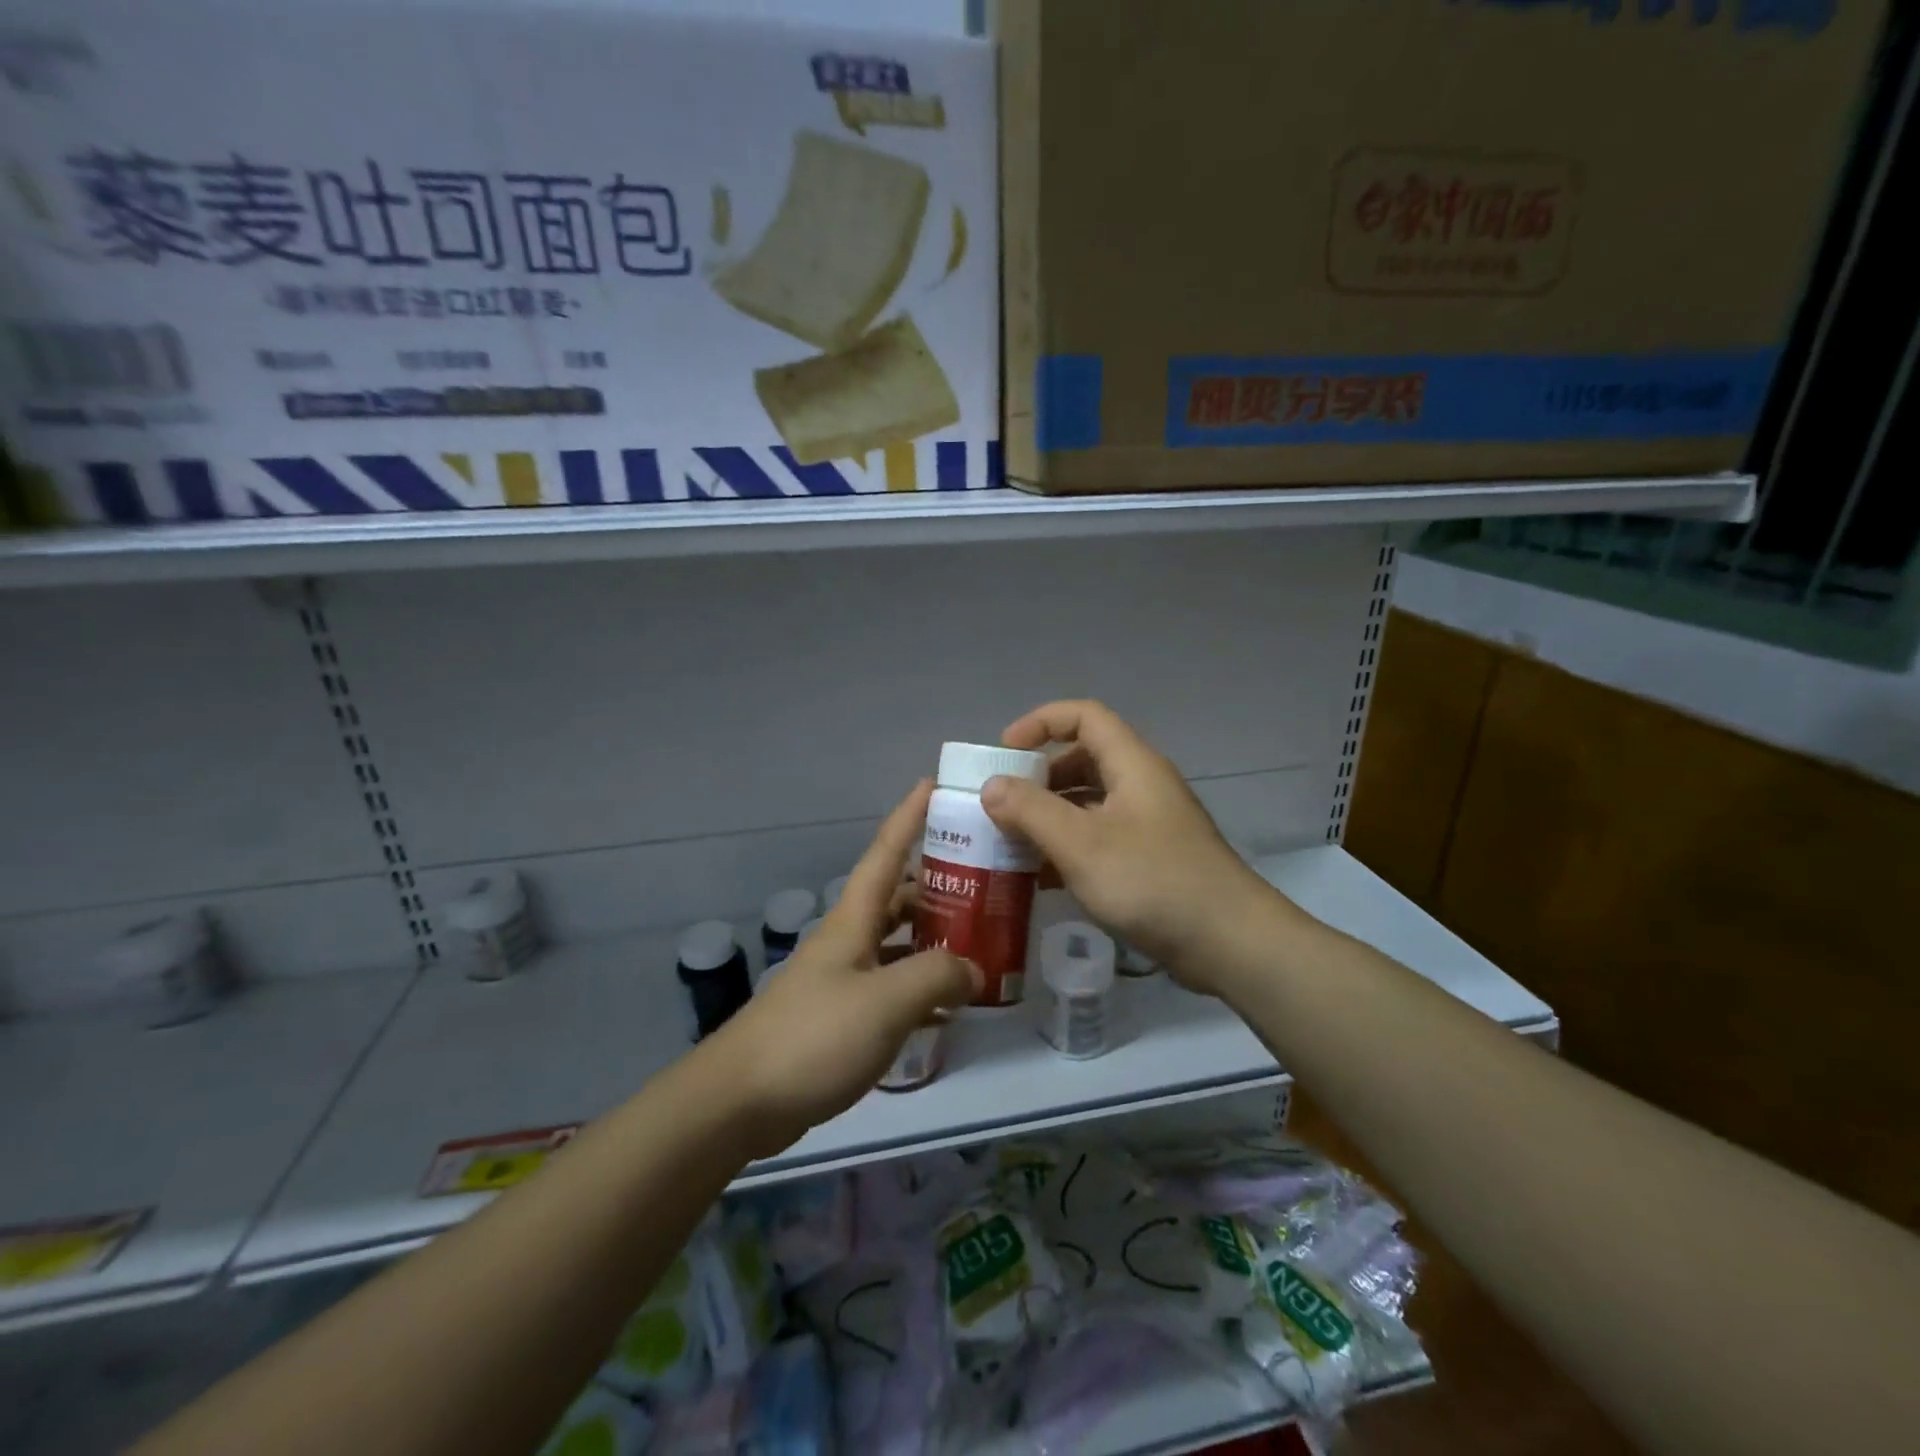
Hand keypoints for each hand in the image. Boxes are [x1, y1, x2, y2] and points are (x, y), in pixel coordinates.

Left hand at [711, 780, 977, 1156]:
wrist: (741, 1100)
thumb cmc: (815, 1036)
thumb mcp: (887, 1001)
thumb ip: (938, 976)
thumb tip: (975, 968)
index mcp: (854, 918)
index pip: (886, 851)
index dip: (910, 815)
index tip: (935, 783)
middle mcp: (848, 938)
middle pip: (897, 895)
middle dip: (937, 882)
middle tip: (985, 880)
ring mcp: (842, 978)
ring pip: (895, 941)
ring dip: (932, 937)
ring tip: (979, 939)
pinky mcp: (840, 1016)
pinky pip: (890, 986)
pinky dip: (919, 987)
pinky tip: (948, 1005)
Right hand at [981, 700, 1283, 993]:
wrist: (1230, 944)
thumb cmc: (1153, 882)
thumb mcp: (1081, 844)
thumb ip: (1031, 811)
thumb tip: (991, 786)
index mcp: (1132, 764)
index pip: (1083, 716)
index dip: (1039, 723)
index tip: (1003, 753)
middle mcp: (1142, 785)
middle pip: (1083, 758)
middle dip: (1038, 776)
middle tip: (1001, 804)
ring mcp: (1149, 824)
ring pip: (1089, 802)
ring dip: (1050, 816)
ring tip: (1012, 842)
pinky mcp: (1151, 859)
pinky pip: (1100, 837)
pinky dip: (1069, 847)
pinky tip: (1042, 878)